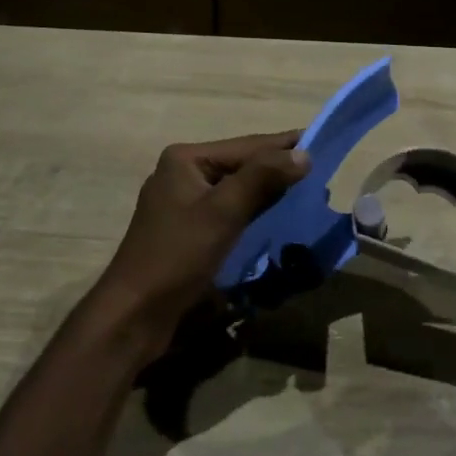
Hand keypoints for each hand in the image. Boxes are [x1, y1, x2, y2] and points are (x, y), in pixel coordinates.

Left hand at [91, 132, 310, 359]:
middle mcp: (182, 173)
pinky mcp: (186, 230)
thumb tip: (303, 153)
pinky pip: (228, 209)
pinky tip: (274, 215)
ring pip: (236, 188)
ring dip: (268, 189)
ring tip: (304, 191)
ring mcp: (182, 202)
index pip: (247, 146)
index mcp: (186, 159)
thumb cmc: (177, 256)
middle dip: (278, 168)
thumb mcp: (224, 211)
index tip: (322, 141)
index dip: (285, 145)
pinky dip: (252, 209)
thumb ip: (263, 177)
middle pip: (241, 164)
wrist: (134, 314)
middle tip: (320, 171)